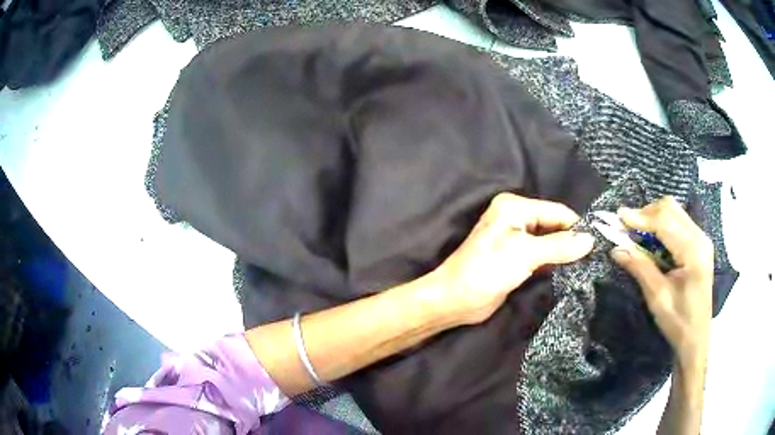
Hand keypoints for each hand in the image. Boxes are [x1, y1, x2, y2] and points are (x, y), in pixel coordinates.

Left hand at [424, 193, 594, 325]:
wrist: (455, 300)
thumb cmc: (487, 271)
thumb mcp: (525, 254)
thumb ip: (560, 246)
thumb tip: (590, 240)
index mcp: (515, 207)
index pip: (556, 211)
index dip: (577, 227)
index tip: (599, 243)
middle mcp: (516, 218)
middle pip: (554, 225)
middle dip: (572, 240)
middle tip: (595, 257)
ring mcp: (516, 239)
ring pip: (550, 242)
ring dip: (565, 253)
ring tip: (588, 265)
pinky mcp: (517, 259)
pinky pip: (543, 256)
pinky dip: (555, 262)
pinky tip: (571, 271)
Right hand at [611, 197, 713, 362]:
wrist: (696, 337)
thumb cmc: (678, 321)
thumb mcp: (657, 297)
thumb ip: (640, 268)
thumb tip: (616, 249)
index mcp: (694, 251)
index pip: (666, 221)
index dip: (641, 216)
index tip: (618, 217)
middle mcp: (700, 238)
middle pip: (671, 209)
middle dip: (646, 213)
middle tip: (625, 226)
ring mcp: (701, 239)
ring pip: (674, 212)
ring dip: (653, 217)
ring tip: (635, 232)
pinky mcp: (699, 244)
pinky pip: (678, 222)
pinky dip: (661, 225)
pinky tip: (651, 239)